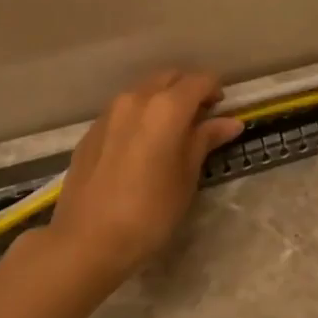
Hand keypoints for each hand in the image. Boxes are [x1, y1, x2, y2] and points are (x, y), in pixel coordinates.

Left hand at [43, 70, 243, 288]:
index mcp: (166, 108)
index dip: (214, 90)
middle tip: (200, 117)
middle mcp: (135, 99)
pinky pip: (122, 110)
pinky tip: (142, 145)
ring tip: (172, 131)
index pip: (198, 81)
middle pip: (168, 78)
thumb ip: (205, 141)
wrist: (88, 239)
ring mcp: (108, 113)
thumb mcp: (186, 177)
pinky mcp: (91, 131)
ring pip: (143, 91)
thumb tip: (229, 122)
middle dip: (187, 89)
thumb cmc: (150, 212)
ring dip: (162, 100)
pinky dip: (139, 115)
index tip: (222, 108)